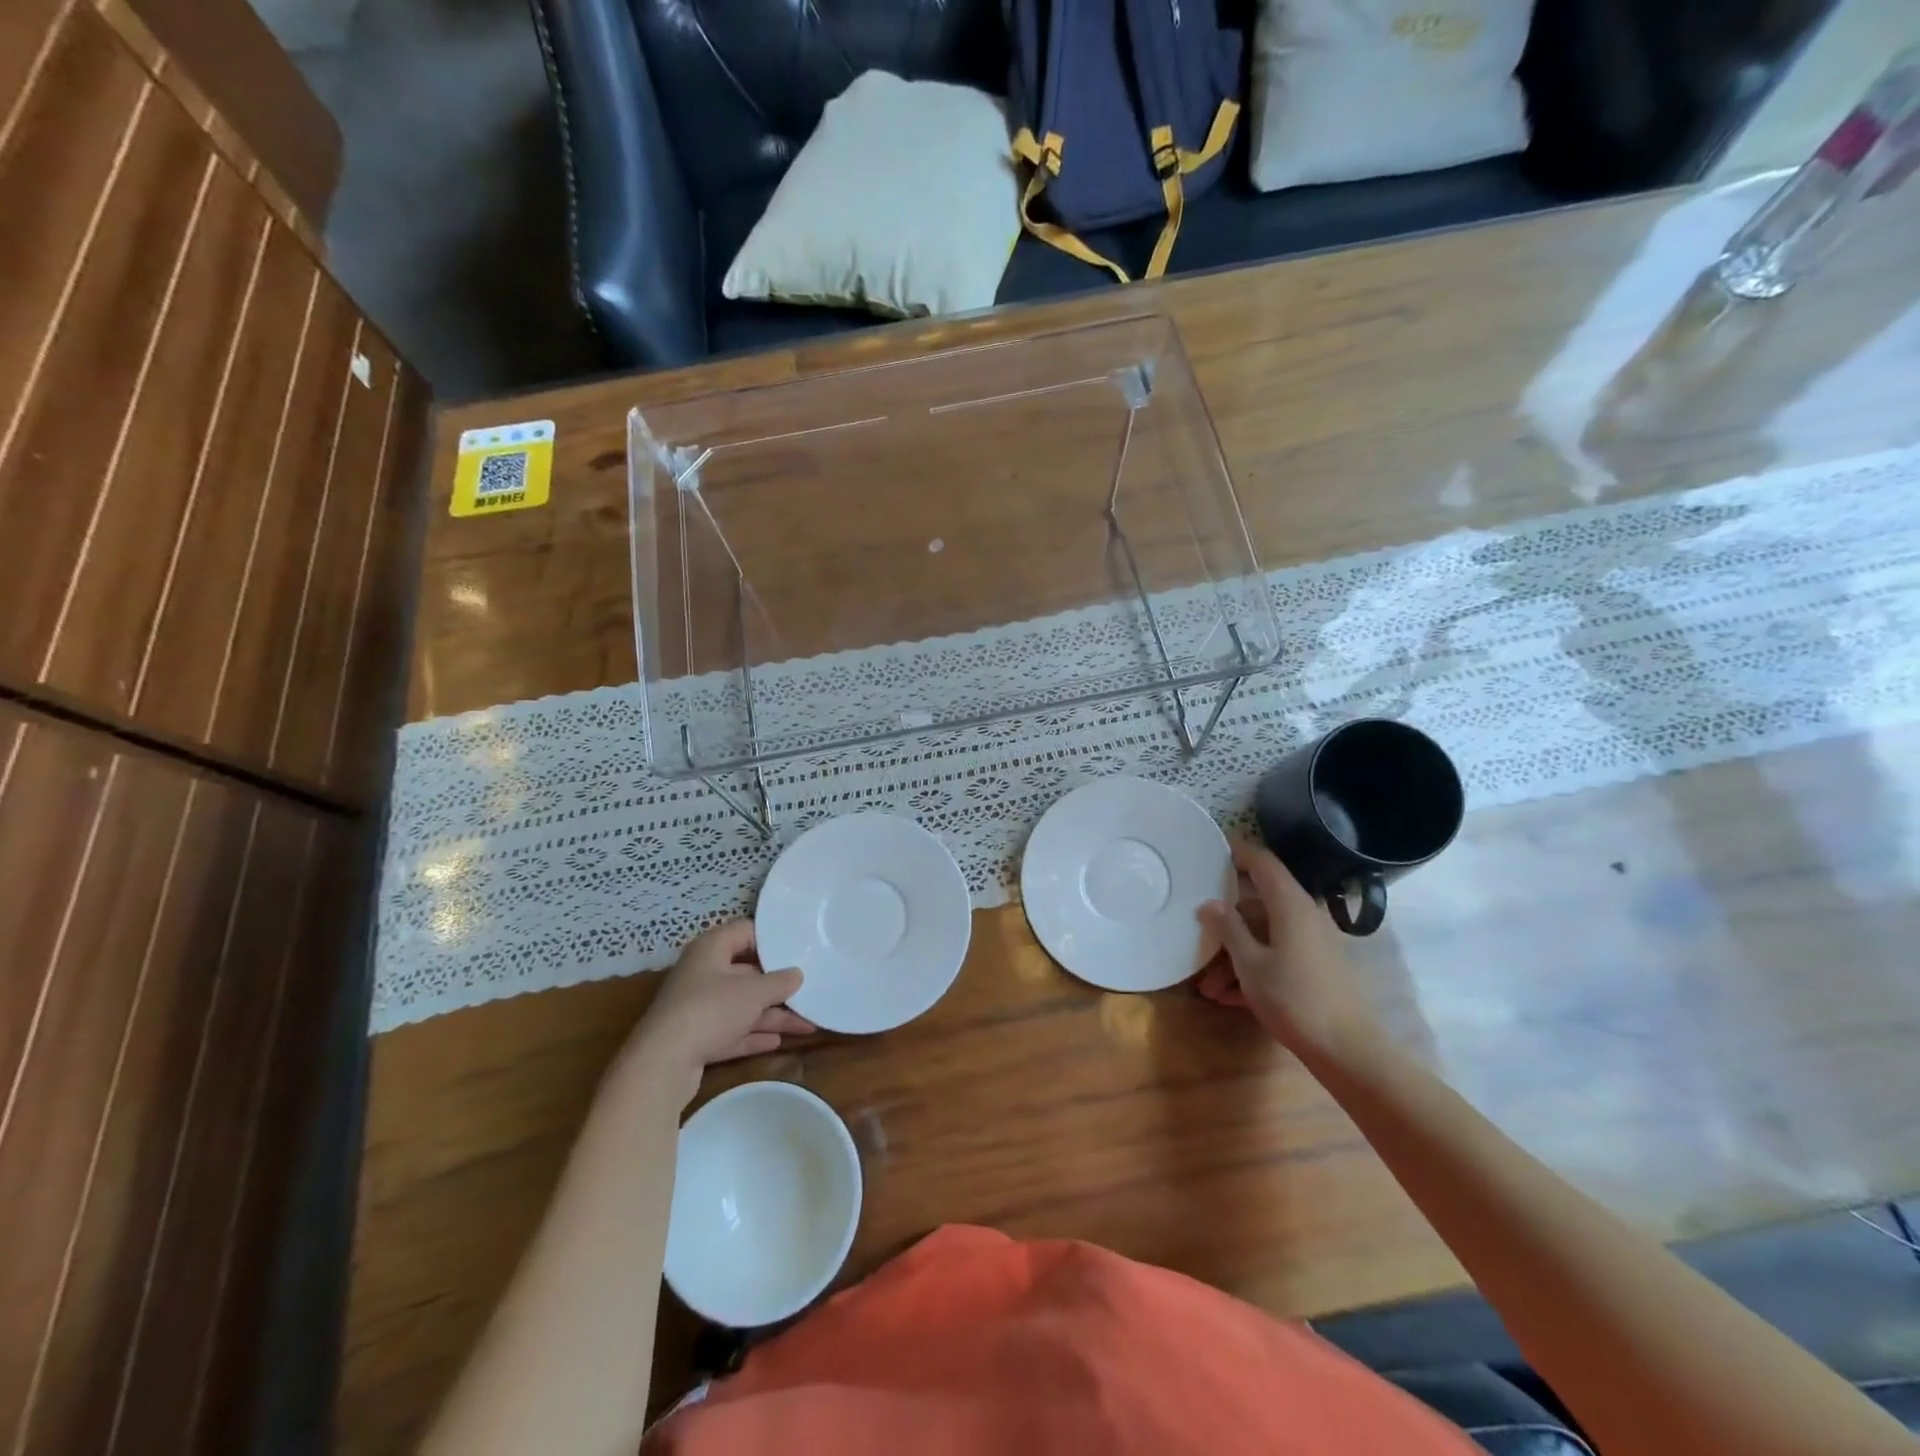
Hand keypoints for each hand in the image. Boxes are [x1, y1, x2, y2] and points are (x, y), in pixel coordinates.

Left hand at [621, 922, 813, 1106]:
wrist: (662, 1065)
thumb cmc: (711, 1011)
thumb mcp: (754, 992)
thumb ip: (779, 982)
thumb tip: (797, 974)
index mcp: (711, 949)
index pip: (746, 932)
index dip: (773, 939)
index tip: (800, 949)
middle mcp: (703, 973)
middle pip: (747, 972)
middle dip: (778, 985)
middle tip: (809, 989)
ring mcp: (698, 1007)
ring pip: (742, 1005)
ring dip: (773, 1015)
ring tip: (808, 1024)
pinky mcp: (696, 1038)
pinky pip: (732, 1030)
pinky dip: (754, 1035)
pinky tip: (778, 1041)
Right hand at [1197, 839, 1380, 1060]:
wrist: (1347, 1051)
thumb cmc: (1293, 999)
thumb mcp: (1250, 963)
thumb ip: (1228, 929)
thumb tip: (1210, 904)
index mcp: (1290, 905)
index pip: (1263, 863)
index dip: (1238, 852)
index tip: (1211, 849)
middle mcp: (1303, 916)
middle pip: (1257, 904)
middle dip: (1225, 921)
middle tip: (1195, 932)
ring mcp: (1312, 943)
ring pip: (1264, 935)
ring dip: (1234, 955)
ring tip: (1207, 986)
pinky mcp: (1315, 968)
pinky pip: (1276, 956)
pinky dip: (1252, 970)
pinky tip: (1228, 998)